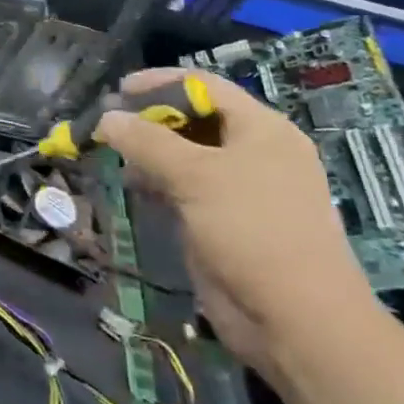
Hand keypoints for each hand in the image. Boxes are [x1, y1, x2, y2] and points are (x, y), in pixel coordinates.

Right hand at [95, 68, 375, 378]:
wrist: (297, 320)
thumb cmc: (252, 230)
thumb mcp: (195, 176)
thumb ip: (146, 141)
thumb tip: (106, 117)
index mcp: (262, 129)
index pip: (206, 87)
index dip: (161, 83)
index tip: (119, 90)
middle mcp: (255, 152)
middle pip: (196, 119)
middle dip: (151, 119)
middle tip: (110, 124)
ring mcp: (242, 189)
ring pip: (187, 155)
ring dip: (151, 152)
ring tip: (116, 156)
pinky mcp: (227, 221)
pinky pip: (187, 188)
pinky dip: (160, 182)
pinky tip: (136, 187)